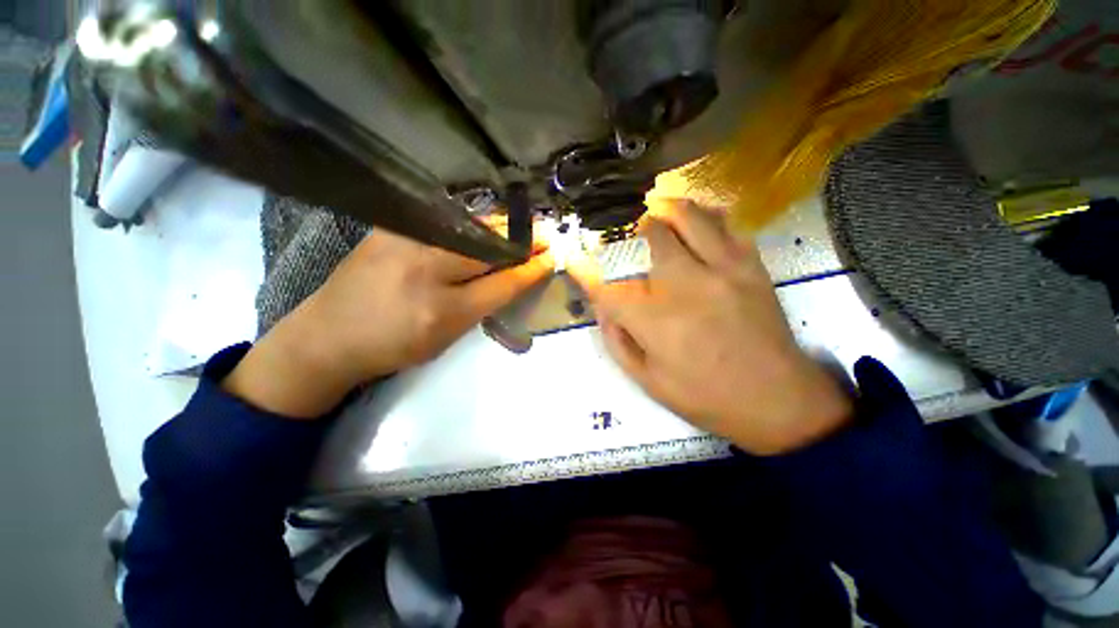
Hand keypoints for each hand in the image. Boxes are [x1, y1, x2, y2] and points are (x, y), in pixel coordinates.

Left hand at [224, 229, 553, 417]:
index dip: (531, 269)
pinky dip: (474, 224)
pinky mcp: (392, 226)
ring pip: (472, 228)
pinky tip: (487, 226)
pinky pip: (446, 222)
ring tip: (524, 228)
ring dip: (503, 228)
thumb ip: (482, 306)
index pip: (503, 283)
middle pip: (490, 248)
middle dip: (524, 240)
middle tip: (547, 235)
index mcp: (443, 310)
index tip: (552, 257)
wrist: (329, 334)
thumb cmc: (393, 346)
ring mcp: (407, 241)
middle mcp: (427, 269)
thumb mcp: (446, 338)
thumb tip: (513, 278)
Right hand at [567, 199, 850, 454]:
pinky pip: (726, 223)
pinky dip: (704, 215)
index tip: (573, 259)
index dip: (583, 269)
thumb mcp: (647, 380)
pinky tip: (693, 219)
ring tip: (651, 214)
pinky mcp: (751, 266)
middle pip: (647, 236)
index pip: (607, 284)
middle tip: (617, 235)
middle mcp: (686, 285)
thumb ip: (617, 339)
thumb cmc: (706, 397)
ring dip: (662, 211)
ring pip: (687, 217)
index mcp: (656, 321)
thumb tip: (602, 306)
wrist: (778, 401)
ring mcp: (723, 270)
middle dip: (625, 231)